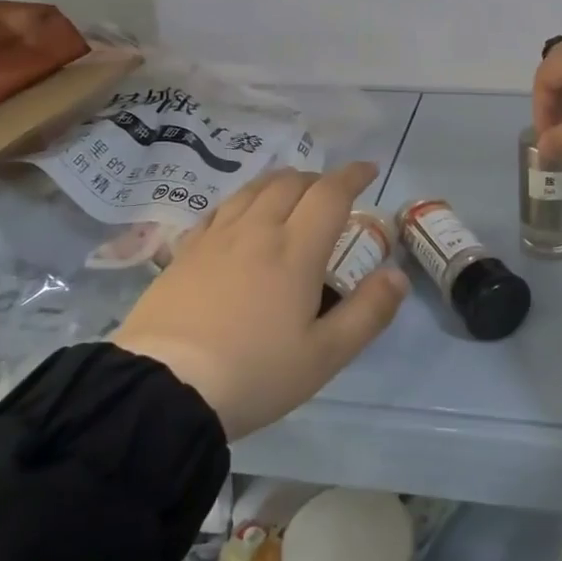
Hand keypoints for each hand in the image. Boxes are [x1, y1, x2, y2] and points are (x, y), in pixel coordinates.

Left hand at [111, 162, 406, 440]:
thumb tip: (397, 274)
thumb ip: (367, 313)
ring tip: (291, 194)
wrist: (163, 390)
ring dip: (281, 182)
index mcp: (295, 250)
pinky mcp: (185, 251)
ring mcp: (216, 237)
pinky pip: (221, 208)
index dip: (352, 176)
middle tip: (331, 194)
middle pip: (291, 183)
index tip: (368, 170)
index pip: (330, 194)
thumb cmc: (254, 374)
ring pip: (254, 189)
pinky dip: (243, 200)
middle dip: (318, 179)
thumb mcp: (324, 356)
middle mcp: (257, 230)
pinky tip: (241, 216)